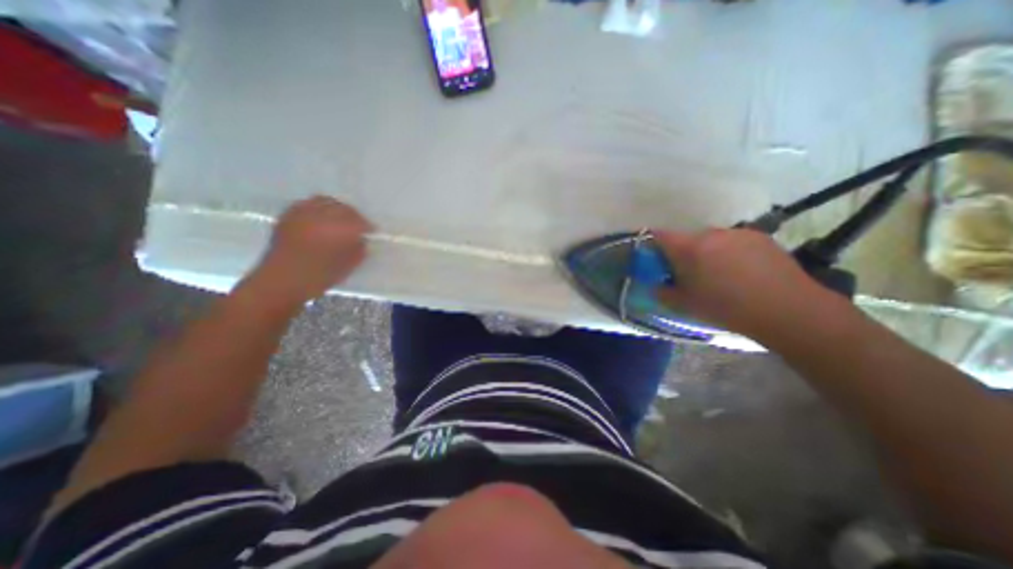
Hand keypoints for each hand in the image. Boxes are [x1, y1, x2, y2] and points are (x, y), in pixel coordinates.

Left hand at [252, 196, 371, 304]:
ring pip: (324, 201)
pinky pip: (307, 204)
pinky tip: (320, 220)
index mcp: (338, 229)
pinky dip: (317, 208)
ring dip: (335, 208)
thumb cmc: (319, 276)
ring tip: (339, 220)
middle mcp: (320, 216)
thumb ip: (359, 249)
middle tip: (357, 225)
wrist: (281, 281)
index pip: (359, 220)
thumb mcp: (348, 265)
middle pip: (342, 207)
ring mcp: (302, 213)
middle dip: (352, 215)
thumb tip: (362, 239)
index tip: (371, 232)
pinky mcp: (288, 216)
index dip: (367, 226)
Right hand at [658, 226, 838, 339]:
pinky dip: (729, 252)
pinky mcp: (759, 237)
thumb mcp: (684, 304)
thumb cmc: (725, 307)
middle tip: (688, 274)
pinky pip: (733, 242)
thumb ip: (662, 292)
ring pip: (710, 240)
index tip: (655, 259)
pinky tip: (741, 272)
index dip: (652, 245)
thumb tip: (655, 285)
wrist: (787, 309)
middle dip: (682, 253)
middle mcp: (710, 233)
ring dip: (706, 252)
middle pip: (686, 238)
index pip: (659, 235)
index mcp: (688, 247)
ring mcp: (737, 233)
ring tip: (718, 275)